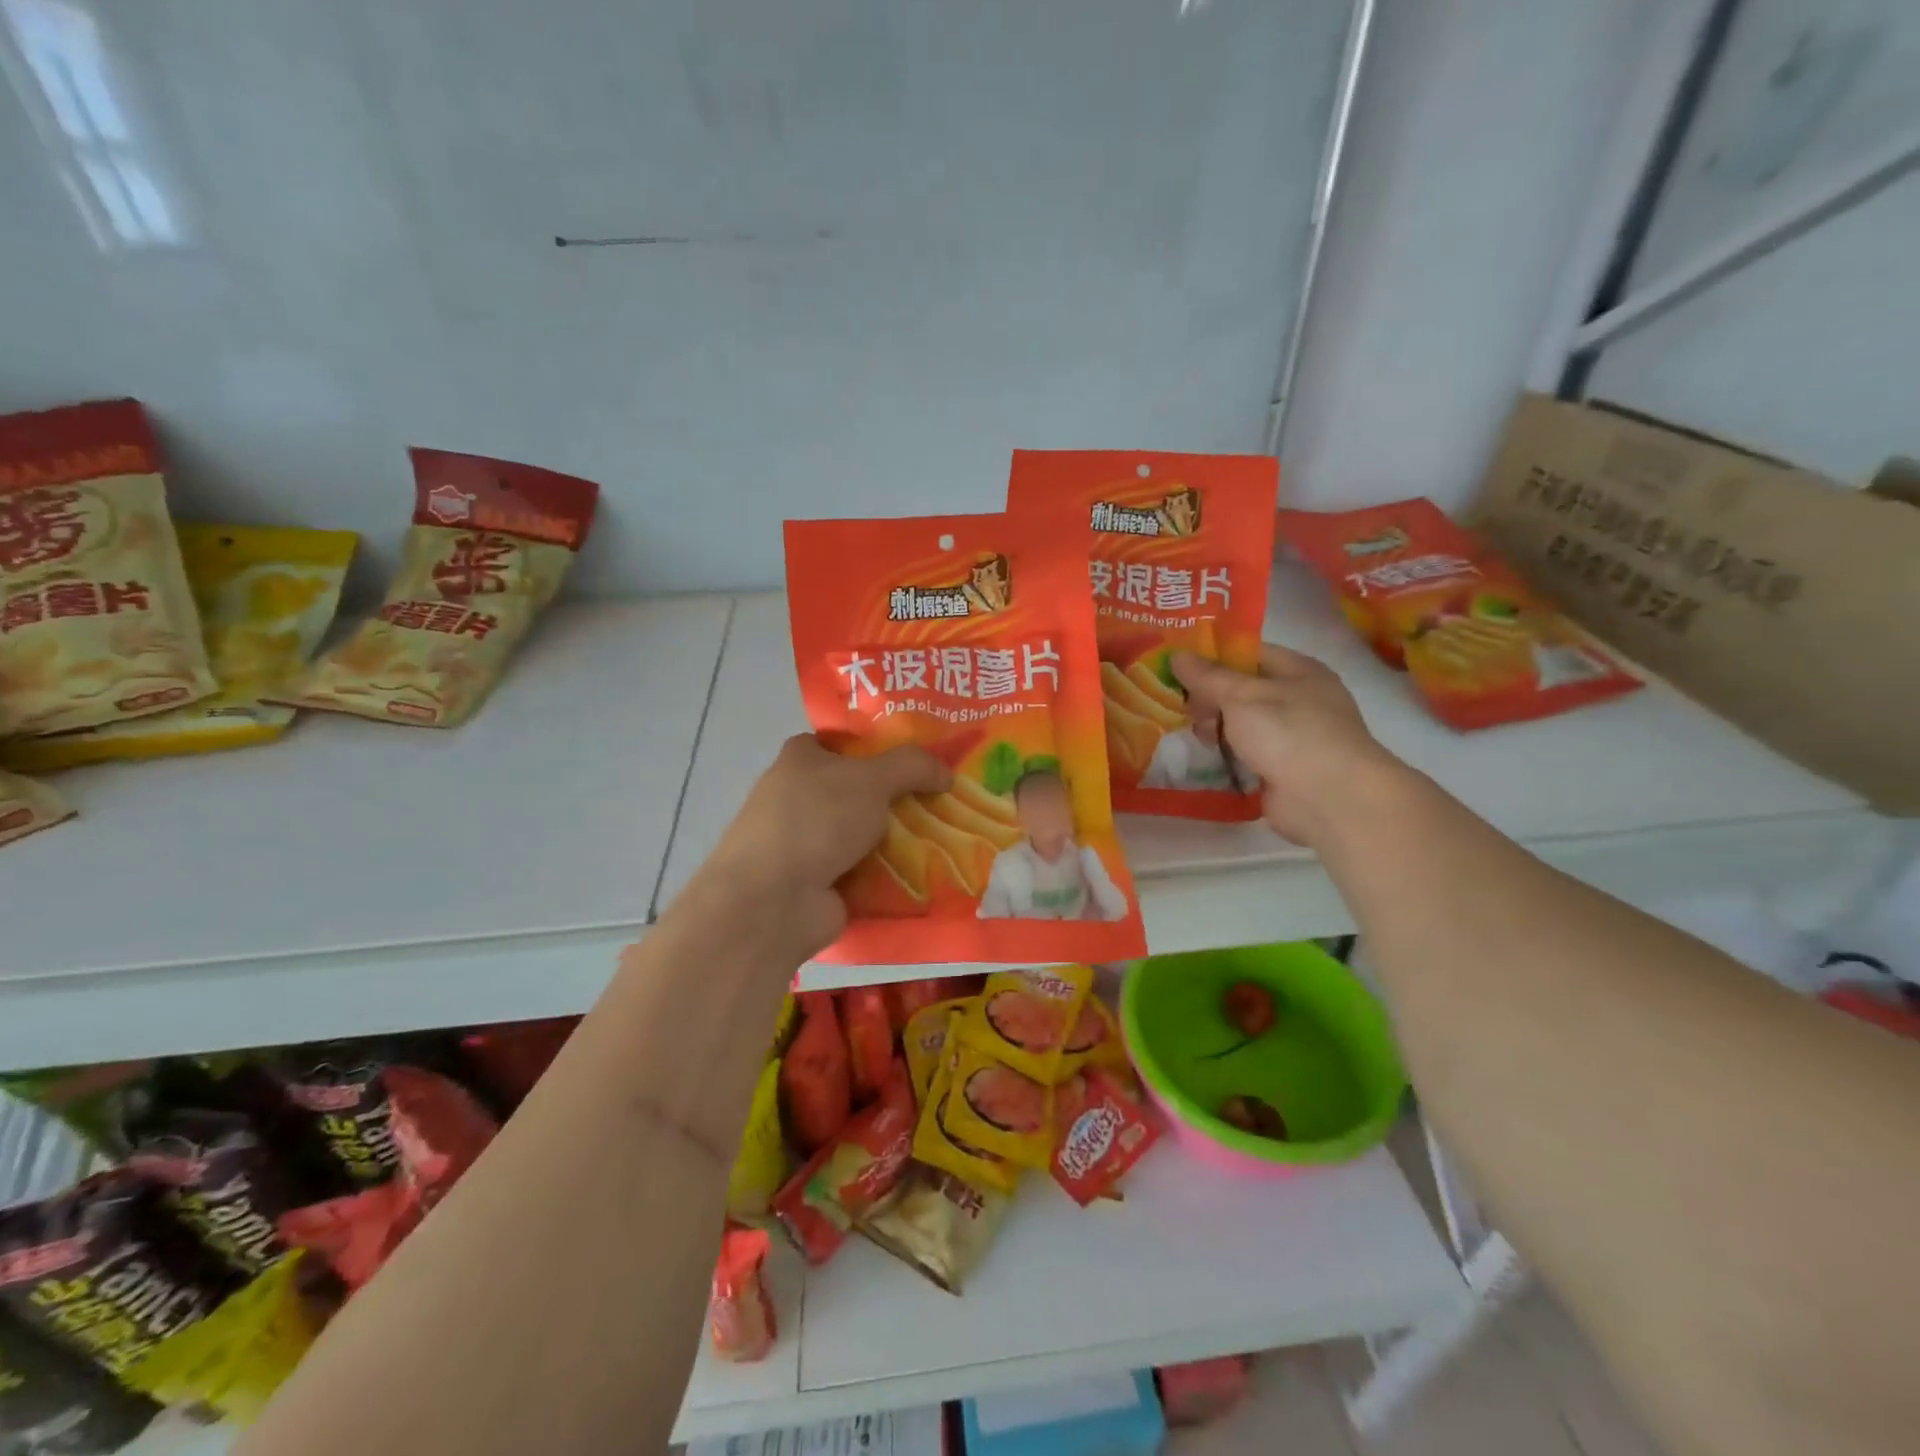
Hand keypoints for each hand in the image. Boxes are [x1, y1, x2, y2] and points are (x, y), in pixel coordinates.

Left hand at [705, 734, 950, 955]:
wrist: (774, 900)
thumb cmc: (816, 820)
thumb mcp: (871, 779)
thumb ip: (912, 766)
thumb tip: (946, 773)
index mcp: (800, 760)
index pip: (842, 743)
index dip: (878, 746)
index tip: (918, 758)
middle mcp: (798, 798)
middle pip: (858, 790)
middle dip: (898, 796)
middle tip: (943, 798)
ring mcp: (807, 844)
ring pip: (864, 833)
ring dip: (897, 839)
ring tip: (946, 837)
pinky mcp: (818, 883)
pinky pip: (865, 872)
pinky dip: (890, 875)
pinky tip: (928, 873)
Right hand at [1172, 645, 1406, 848]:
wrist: (1330, 799)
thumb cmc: (1289, 733)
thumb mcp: (1241, 696)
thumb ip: (1207, 677)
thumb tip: (1177, 655)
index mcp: (1297, 670)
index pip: (1248, 652)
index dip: (1212, 656)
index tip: (1176, 665)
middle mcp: (1298, 699)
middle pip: (1243, 689)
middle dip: (1210, 697)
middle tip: (1183, 708)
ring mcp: (1292, 736)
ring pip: (1243, 723)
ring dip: (1217, 728)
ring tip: (1195, 735)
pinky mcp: (1283, 769)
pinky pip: (1247, 753)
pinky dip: (1228, 754)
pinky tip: (1206, 757)